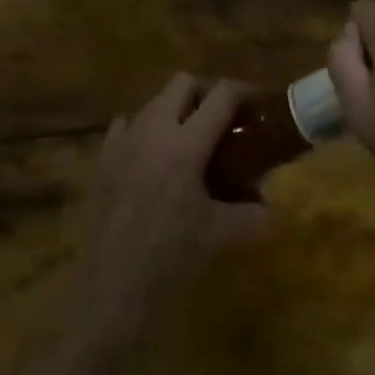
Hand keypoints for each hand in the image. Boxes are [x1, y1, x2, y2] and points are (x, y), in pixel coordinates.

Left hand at [70, 74, 266, 344]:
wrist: (111, 292)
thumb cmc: (170, 261)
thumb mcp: (219, 237)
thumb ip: (252, 216)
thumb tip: (272, 207)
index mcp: (186, 144)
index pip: (220, 96)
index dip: (242, 91)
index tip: (256, 102)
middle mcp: (153, 129)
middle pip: (182, 82)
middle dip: (205, 93)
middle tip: (221, 121)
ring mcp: (123, 140)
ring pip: (153, 101)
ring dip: (174, 110)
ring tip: (188, 141)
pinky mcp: (102, 158)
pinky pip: (125, 125)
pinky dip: (143, 130)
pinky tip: (151, 158)